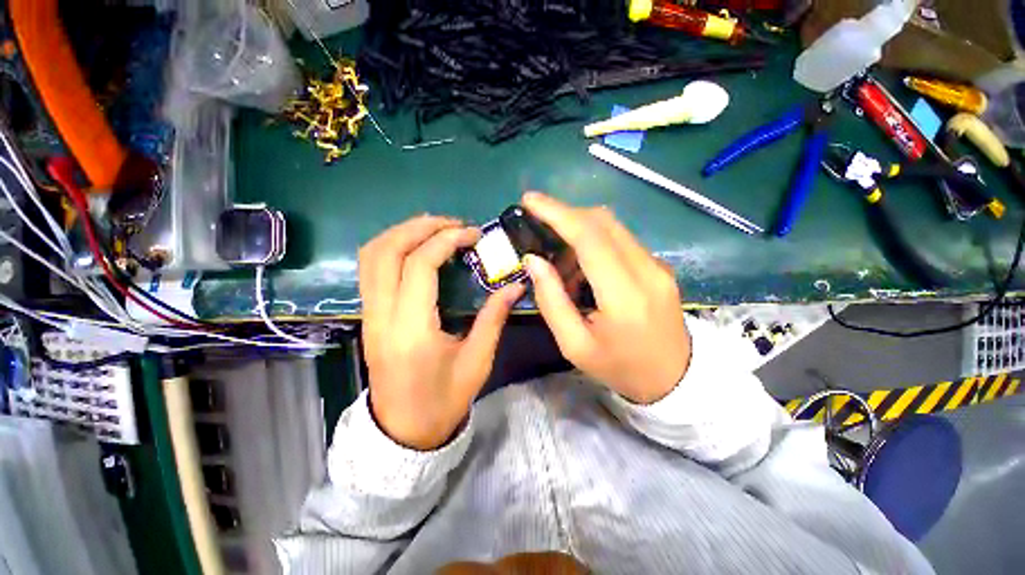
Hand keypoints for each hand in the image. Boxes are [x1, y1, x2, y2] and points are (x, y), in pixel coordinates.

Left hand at [359, 215, 523, 449]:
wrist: (403, 431)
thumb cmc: (444, 400)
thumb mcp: (477, 361)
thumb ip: (494, 318)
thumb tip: (515, 285)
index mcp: (412, 331)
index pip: (419, 266)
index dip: (446, 240)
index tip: (473, 234)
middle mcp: (382, 317)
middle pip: (387, 251)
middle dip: (420, 227)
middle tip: (454, 224)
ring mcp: (369, 315)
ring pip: (372, 256)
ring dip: (403, 233)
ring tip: (436, 229)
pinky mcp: (368, 316)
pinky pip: (370, 269)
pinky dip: (392, 247)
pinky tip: (417, 248)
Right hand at [521, 193, 689, 403]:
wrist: (676, 380)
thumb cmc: (620, 368)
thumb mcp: (575, 345)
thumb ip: (551, 300)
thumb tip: (533, 260)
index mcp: (624, 295)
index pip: (589, 237)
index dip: (557, 213)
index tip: (530, 201)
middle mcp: (646, 270)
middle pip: (602, 221)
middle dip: (565, 215)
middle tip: (539, 227)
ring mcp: (657, 265)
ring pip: (611, 227)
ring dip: (578, 233)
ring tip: (560, 265)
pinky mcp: (658, 266)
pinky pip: (620, 241)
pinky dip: (594, 244)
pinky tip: (582, 270)